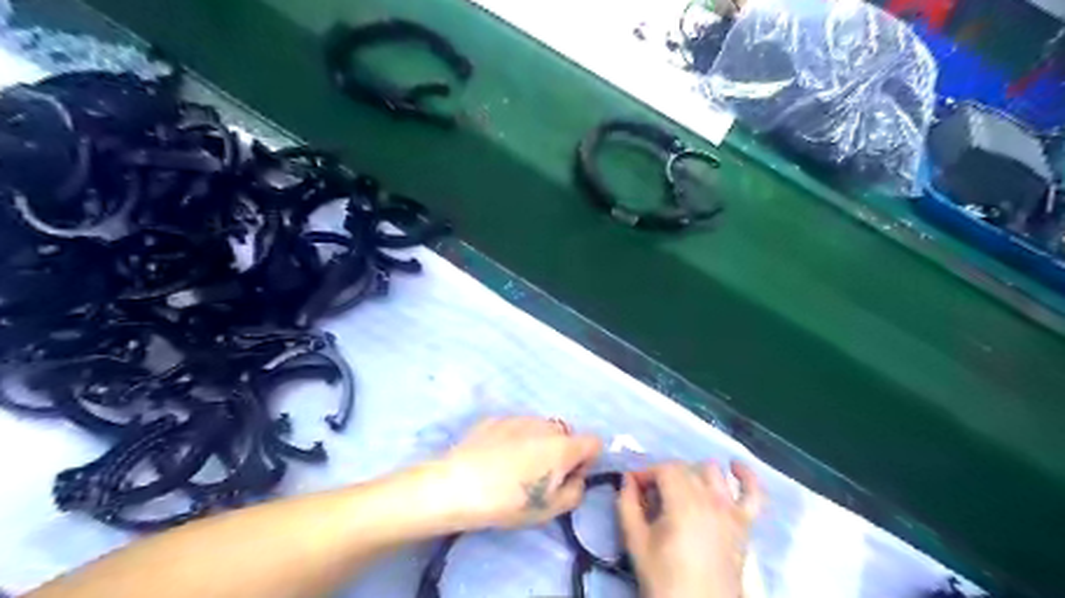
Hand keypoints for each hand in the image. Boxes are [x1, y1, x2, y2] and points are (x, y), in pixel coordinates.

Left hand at [429, 417, 596, 530]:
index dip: (586, 461)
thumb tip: (575, 478)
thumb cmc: (508, 502)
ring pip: (540, 428)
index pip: (594, 442)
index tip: (568, 478)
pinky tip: (495, 458)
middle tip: (539, 476)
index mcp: (563, 446)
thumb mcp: (549, 510)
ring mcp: (519, 417)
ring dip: (537, 443)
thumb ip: (575, 492)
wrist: (457, 485)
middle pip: (566, 434)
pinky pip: (516, 427)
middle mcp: (545, 425)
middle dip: (561, 452)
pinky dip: (514, 438)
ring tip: (514, 466)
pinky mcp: (495, 418)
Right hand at [617, 463, 765, 597]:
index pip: (665, 469)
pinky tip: (735, 468)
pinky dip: (748, 478)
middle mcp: (711, 500)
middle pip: (686, 469)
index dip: (647, 472)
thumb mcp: (636, 543)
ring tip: (678, 490)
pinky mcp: (745, 526)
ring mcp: (731, 512)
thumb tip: (627, 480)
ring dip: (693, 474)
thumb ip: (628, 506)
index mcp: (683, 503)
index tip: (633, 487)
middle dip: (664, 475)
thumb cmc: (664, 579)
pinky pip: (754, 495)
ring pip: (713, 474)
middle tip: (648, 496)